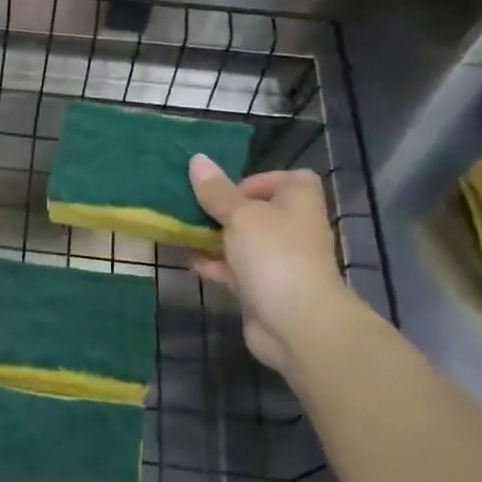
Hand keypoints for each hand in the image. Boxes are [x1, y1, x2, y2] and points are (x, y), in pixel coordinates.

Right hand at [188, 157, 355, 373]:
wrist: (296, 322)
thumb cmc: (274, 255)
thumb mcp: (241, 215)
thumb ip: (216, 192)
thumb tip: (197, 159)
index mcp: (299, 202)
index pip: (286, 179)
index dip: (256, 181)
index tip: (226, 191)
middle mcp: (293, 228)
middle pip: (258, 211)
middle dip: (225, 211)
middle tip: (194, 210)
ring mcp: (279, 261)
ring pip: (243, 242)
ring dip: (216, 238)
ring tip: (183, 232)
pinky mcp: (263, 288)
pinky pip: (235, 269)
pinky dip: (215, 264)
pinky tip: (190, 261)